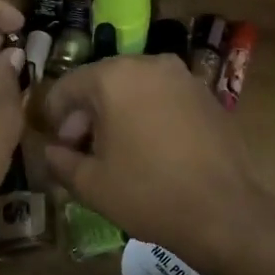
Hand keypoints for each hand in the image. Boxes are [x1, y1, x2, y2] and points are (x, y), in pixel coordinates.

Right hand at [41, 55, 261, 266]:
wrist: (222, 210)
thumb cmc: (147, 193)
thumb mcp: (91, 184)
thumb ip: (61, 161)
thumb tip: (52, 151)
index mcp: (114, 77)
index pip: (68, 86)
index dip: (55, 116)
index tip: (58, 146)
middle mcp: (150, 64)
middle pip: (103, 82)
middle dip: (88, 114)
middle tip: (84, 152)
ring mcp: (184, 77)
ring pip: (136, 88)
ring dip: (119, 113)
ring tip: (118, 152)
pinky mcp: (208, 95)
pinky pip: (165, 98)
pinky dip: (150, 115)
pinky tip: (152, 149)